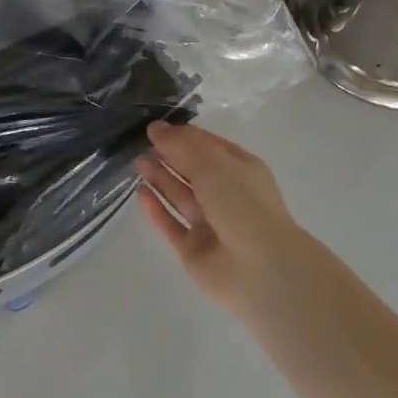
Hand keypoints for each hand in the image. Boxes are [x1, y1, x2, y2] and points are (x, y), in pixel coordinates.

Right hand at [136, 121, 313, 317]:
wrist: (260, 269)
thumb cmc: (242, 203)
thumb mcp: (212, 162)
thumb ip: (181, 145)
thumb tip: (156, 128)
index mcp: (240, 170)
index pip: (208, 146)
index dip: (183, 136)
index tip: (155, 127)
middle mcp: (227, 195)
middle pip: (193, 171)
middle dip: (169, 156)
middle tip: (141, 143)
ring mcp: (211, 225)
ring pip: (181, 197)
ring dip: (161, 178)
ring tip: (138, 162)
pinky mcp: (195, 250)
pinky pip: (172, 225)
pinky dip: (157, 209)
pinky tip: (141, 192)